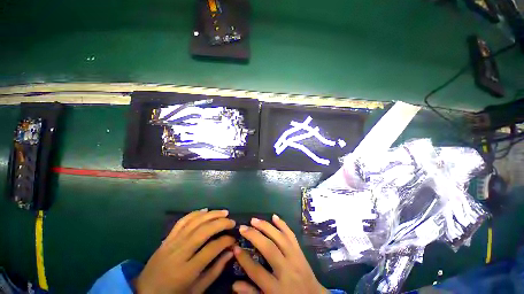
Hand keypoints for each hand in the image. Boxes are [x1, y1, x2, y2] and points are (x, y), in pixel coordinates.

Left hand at [134, 209, 235, 293]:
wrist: (144, 293)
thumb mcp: (196, 290)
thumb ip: (215, 271)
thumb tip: (231, 252)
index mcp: (186, 271)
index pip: (211, 249)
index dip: (225, 241)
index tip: (233, 239)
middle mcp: (179, 253)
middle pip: (203, 231)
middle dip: (221, 223)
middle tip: (232, 221)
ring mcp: (171, 243)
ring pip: (194, 223)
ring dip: (211, 214)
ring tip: (224, 212)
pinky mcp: (167, 238)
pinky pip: (182, 221)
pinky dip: (195, 213)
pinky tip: (205, 210)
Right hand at [232, 215, 328, 293]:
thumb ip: (252, 293)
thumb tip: (234, 285)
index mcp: (277, 288)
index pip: (257, 271)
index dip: (244, 259)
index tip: (235, 248)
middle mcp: (287, 270)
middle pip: (269, 249)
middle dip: (254, 236)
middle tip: (243, 228)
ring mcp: (295, 258)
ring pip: (280, 238)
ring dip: (266, 227)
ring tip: (254, 220)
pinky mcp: (300, 251)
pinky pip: (291, 235)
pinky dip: (283, 224)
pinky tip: (274, 216)